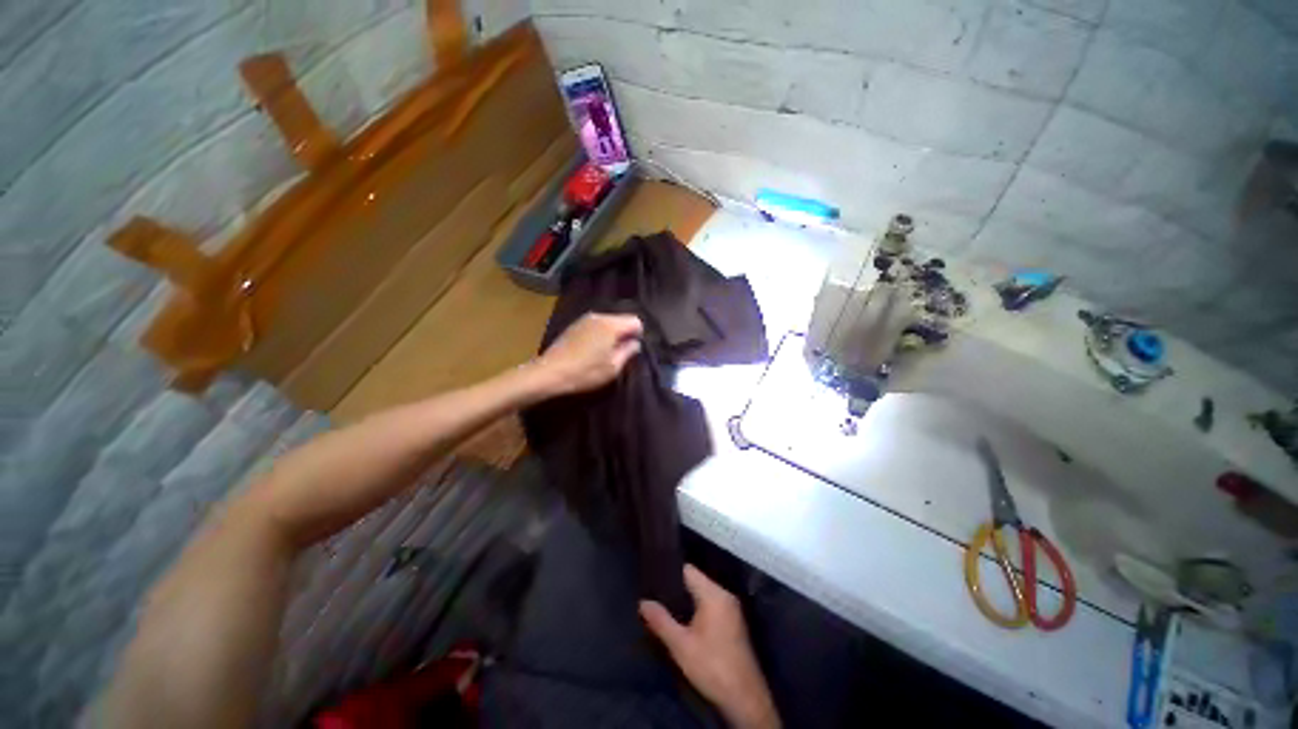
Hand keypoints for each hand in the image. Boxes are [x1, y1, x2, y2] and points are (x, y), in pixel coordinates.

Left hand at [535, 312, 642, 394]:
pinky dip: (598, 334)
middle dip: (624, 334)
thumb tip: (635, 343)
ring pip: (607, 322)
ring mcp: (584, 319)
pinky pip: (594, 326)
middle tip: (620, 354)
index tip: (631, 350)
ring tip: (605, 353)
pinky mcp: (573, 326)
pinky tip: (591, 351)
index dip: (638, 335)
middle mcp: (598, 316)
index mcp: (611, 325)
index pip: (635, 321)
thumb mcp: (613, 367)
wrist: (550, 372)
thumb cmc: (585, 372)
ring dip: (610, 335)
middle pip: (620, 320)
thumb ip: (628, 352)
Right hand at [640, 566, 780, 728]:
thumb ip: (661, 621)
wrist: (745, 698)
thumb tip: (643, 602)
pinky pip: (711, 604)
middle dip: (676, 588)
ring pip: (703, 593)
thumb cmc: (712, 667)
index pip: (688, 570)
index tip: (652, 579)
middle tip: (655, 595)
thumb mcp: (681, 646)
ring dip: (686, 599)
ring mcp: (731, 609)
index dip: (669, 572)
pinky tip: (684, 621)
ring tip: (664, 606)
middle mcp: (725, 595)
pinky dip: (697, 608)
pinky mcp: (734, 622)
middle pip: (696, 581)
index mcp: (714, 594)